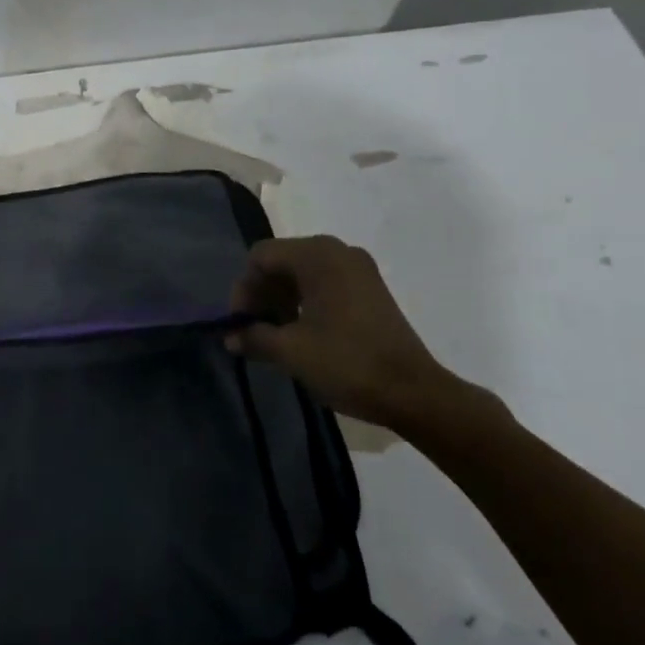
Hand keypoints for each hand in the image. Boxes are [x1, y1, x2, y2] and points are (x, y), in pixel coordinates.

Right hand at [229, 236, 467, 433]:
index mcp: (317, 255)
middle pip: (282, 261)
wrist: (414, 393)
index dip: (244, 289)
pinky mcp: (371, 288)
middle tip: (254, 329)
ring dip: (282, 298)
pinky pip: (325, 282)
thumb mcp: (290, 351)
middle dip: (262, 293)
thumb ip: (254, 337)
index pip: (261, 257)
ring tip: (276, 334)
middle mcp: (338, 251)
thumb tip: (230, 337)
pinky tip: (302, 332)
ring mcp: (358, 268)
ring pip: (303, 272)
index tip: (240, 324)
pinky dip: (305, 301)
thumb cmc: (347, 363)